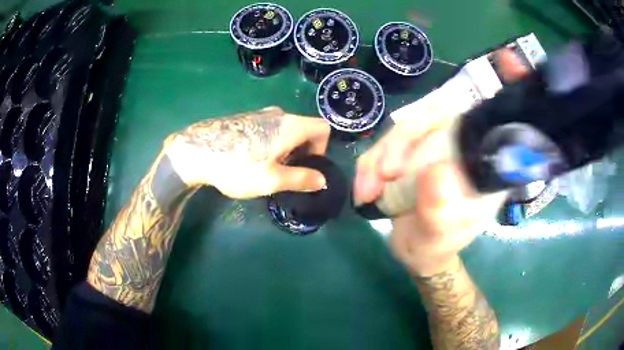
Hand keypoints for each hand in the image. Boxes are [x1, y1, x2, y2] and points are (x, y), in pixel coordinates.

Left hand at [164, 106, 330, 198]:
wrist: (196, 151)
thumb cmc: (237, 166)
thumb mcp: (272, 180)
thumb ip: (301, 179)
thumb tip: (322, 181)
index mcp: (290, 125)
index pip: (323, 128)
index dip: (322, 148)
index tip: (306, 166)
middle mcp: (279, 114)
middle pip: (305, 129)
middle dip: (303, 152)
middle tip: (286, 172)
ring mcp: (260, 114)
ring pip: (286, 130)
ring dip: (286, 149)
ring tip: (267, 168)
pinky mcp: (246, 119)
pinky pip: (270, 129)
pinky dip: (272, 143)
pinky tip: (252, 158)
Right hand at [353, 49, 528, 275]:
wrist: (416, 251)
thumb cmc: (434, 248)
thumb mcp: (435, 242)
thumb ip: (439, 216)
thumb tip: (437, 174)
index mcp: (486, 169)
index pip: (496, 124)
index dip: (508, 90)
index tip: (511, 63)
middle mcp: (466, 150)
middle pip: (440, 119)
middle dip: (406, 143)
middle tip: (382, 176)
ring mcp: (438, 146)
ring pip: (409, 128)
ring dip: (382, 155)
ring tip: (369, 189)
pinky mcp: (413, 151)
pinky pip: (390, 143)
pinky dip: (372, 163)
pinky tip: (365, 187)